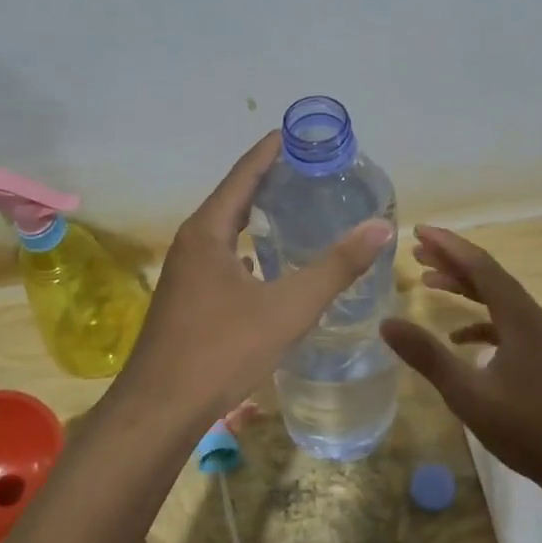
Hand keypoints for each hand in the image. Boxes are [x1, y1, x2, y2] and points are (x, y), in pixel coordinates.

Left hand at [106, 132, 393, 434]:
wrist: (160, 409)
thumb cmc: (221, 350)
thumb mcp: (288, 307)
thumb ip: (336, 267)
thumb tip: (381, 226)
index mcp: (208, 232)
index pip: (244, 175)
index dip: (271, 151)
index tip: (298, 133)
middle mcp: (192, 243)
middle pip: (234, 197)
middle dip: (269, 180)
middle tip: (310, 170)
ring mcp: (186, 273)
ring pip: (226, 230)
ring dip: (257, 214)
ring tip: (296, 208)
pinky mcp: (187, 299)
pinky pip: (223, 257)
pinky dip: (249, 248)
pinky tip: (270, 263)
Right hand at [380, 225, 541, 502]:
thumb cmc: (529, 429)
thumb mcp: (469, 395)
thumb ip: (428, 357)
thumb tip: (386, 323)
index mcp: (518, 317)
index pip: (479, 266)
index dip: (448, 245)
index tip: (418, 231)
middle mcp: (531, 317)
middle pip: (489, 276)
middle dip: (453, 260)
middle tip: (417, 251)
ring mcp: (540, 338)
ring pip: (498, 299)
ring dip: (465, 287)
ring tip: (430, 281)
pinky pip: (506, 324)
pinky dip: (479, 322)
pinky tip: (458, 337)